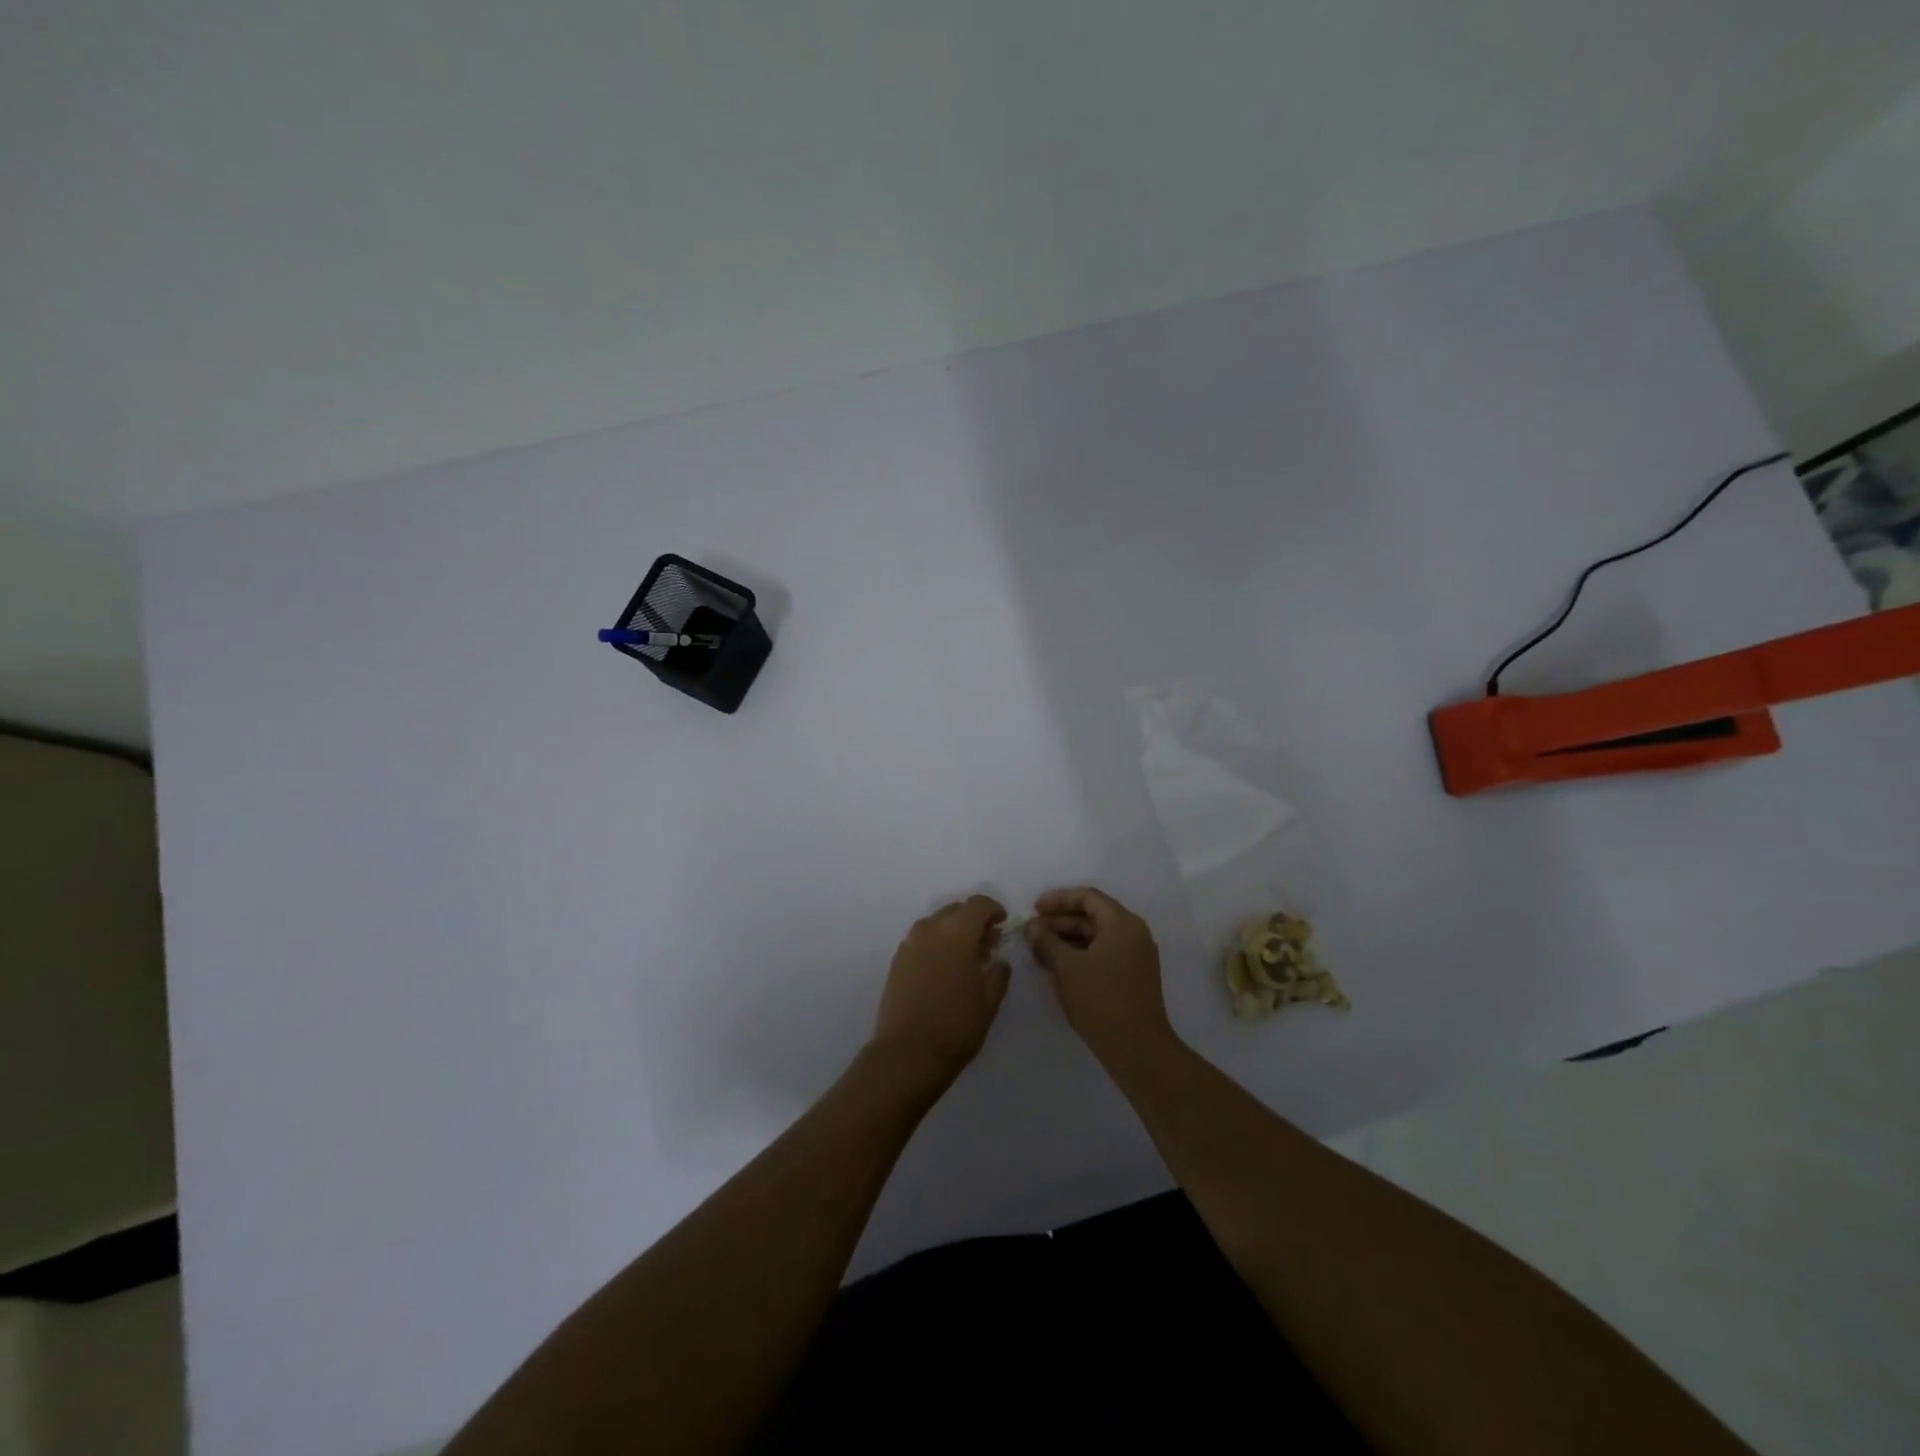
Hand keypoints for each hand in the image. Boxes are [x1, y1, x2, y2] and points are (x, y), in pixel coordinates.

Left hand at [871, 895, 1011, 1086]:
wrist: (908, 1053)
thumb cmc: (956, 1025)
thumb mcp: (989, 1000)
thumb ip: (998, 972)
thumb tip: (998, 959)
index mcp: (956, 932)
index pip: (978, 904)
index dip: (994, 910)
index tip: (1002, 925)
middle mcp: (930, 929)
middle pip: (956, 910)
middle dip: (973, 921)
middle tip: (987, 944)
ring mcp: (909, 943)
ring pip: (936, 924)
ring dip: (953, 932)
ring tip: (966, 959)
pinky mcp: (897, 960)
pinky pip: (922, 940)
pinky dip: (936, 944)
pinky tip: (944, 970)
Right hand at [1027, 887, 1176, 1070]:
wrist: (1138, 1049)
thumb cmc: (1101, 999)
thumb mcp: (1067, 967)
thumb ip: (1047, 942)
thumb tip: (1032, 927)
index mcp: (1123, 923)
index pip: (1088, 897)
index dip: (1059, 900)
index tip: (1034, 909)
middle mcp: (1134, 934)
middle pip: (1093, 916)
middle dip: (1060, 921)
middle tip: (1032, 931)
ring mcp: (1136, 957)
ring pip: (1097, 937)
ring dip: (1068, 940)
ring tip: (1039, 949)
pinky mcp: (1133, 978)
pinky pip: (1103, 954)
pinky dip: (1080, 955)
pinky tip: (1058, 967)